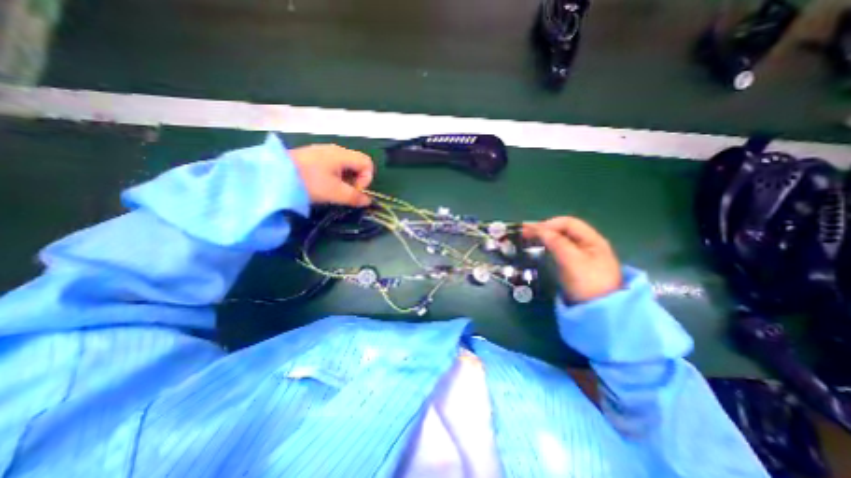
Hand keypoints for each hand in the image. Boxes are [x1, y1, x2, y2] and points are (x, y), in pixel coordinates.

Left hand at [292, 144, 372, 206]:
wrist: (273, 175)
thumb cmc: (309, 182)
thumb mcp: (335, 192)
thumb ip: (355, 197)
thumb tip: (368, 201)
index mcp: (342, 155)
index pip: (367, 163)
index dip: (366, 179)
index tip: (355, 191)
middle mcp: (335, 150)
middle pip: (357, 165)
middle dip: (356, 181)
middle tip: (345, 193)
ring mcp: (323, 152)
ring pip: (345, 167)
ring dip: (345, 181)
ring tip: (333, 191)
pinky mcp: (313, 157)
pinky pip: (333, 167)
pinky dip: (334, 177)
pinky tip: (323, 185)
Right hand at [522, 216, 623, 301]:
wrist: (600, 313)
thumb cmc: (588, 283)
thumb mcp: (572, 260)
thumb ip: (556, 242)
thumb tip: (538, 229)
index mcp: (592, 240)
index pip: (568, 223)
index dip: (548, 224)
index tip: (529, 230)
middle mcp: (587, 244)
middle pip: (563, 230)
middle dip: (544, 229)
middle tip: (524, 234)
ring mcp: (581, 256)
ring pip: (560, 240)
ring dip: (544, 237)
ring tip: (527, 239)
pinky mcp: (574, 266)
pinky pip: (558, 250)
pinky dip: (547, 246)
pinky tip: (538, 248)